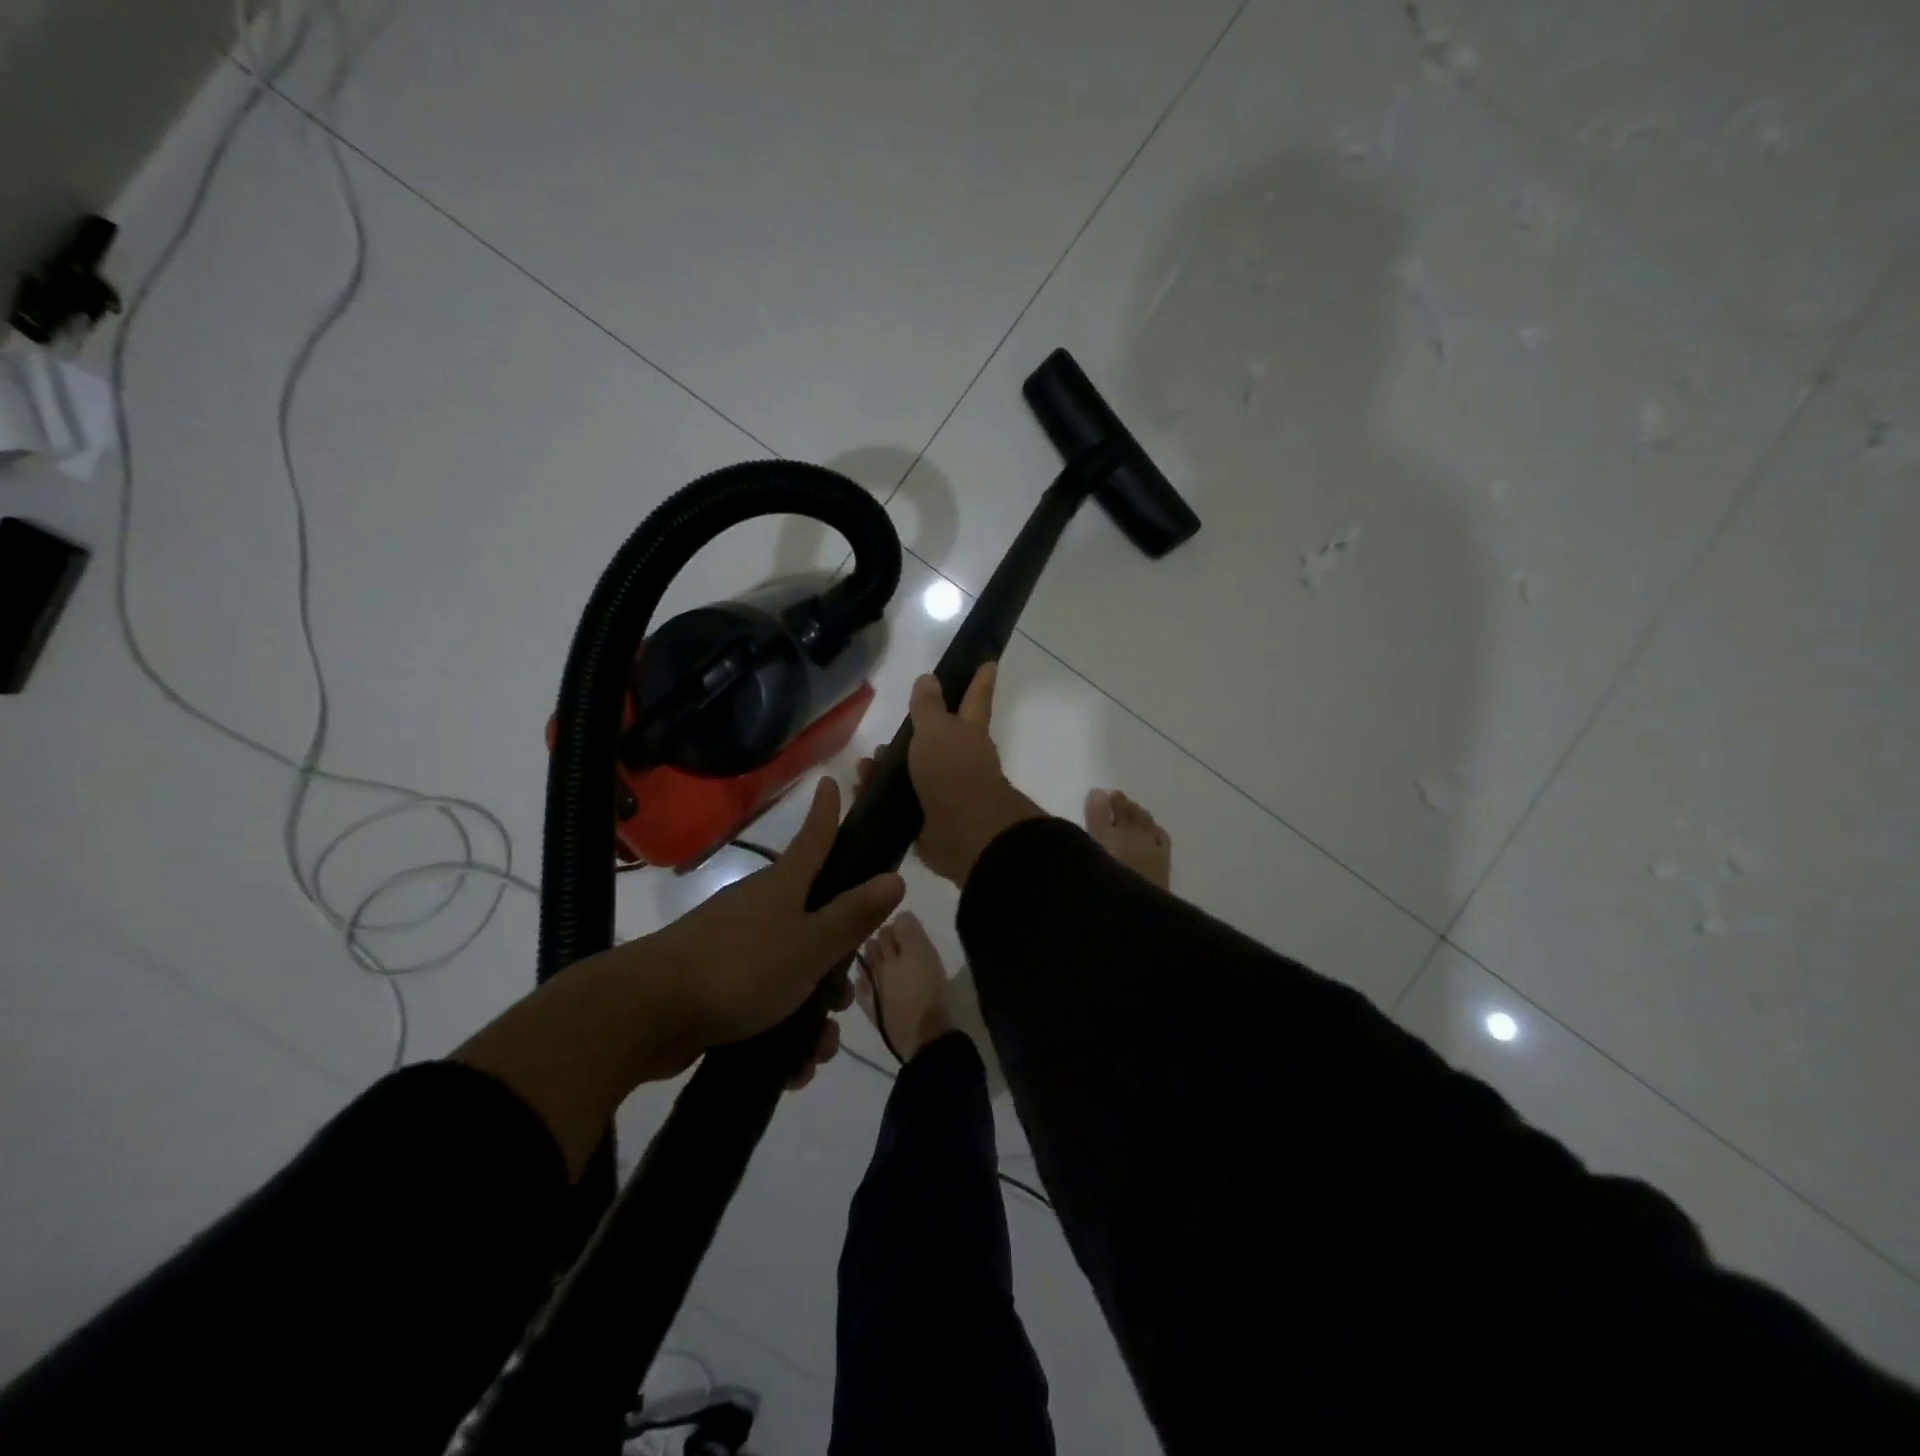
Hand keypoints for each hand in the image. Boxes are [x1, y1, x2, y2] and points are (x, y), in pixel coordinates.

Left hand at [644, 775, 905, 1082]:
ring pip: (793, 969)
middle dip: (836, 961)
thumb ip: (852, 916)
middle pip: (814, 919)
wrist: (647, 1014)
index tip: (832, 781)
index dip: (827, 813)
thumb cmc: (741, 968)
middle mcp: (760, 909)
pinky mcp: (717, 984)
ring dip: (812, 1009)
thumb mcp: (809, 946)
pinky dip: (782, 1030)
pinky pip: (765, 1000)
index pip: (814, 839)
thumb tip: (895, 877)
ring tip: (817, 1049)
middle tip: (845, 996)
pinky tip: (791, 1067)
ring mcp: (735, 946)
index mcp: (783, 887)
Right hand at [868, 664, 1044, 886]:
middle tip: (886, 733)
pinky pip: (900, 800)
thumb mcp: (936, 730)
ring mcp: (945, 790)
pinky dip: (880, 794)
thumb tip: (928, 678)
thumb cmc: (953, 771)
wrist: (963, 833)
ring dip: (888, 766)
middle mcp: (961, 759)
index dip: (980, 680)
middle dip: (914, 735)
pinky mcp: (928, 817)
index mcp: (969, 732)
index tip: (988, 661)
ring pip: (913, 770)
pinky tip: (860, 790)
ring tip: (864, 765)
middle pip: (938, 738)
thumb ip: (928, 706)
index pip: (975, 698)